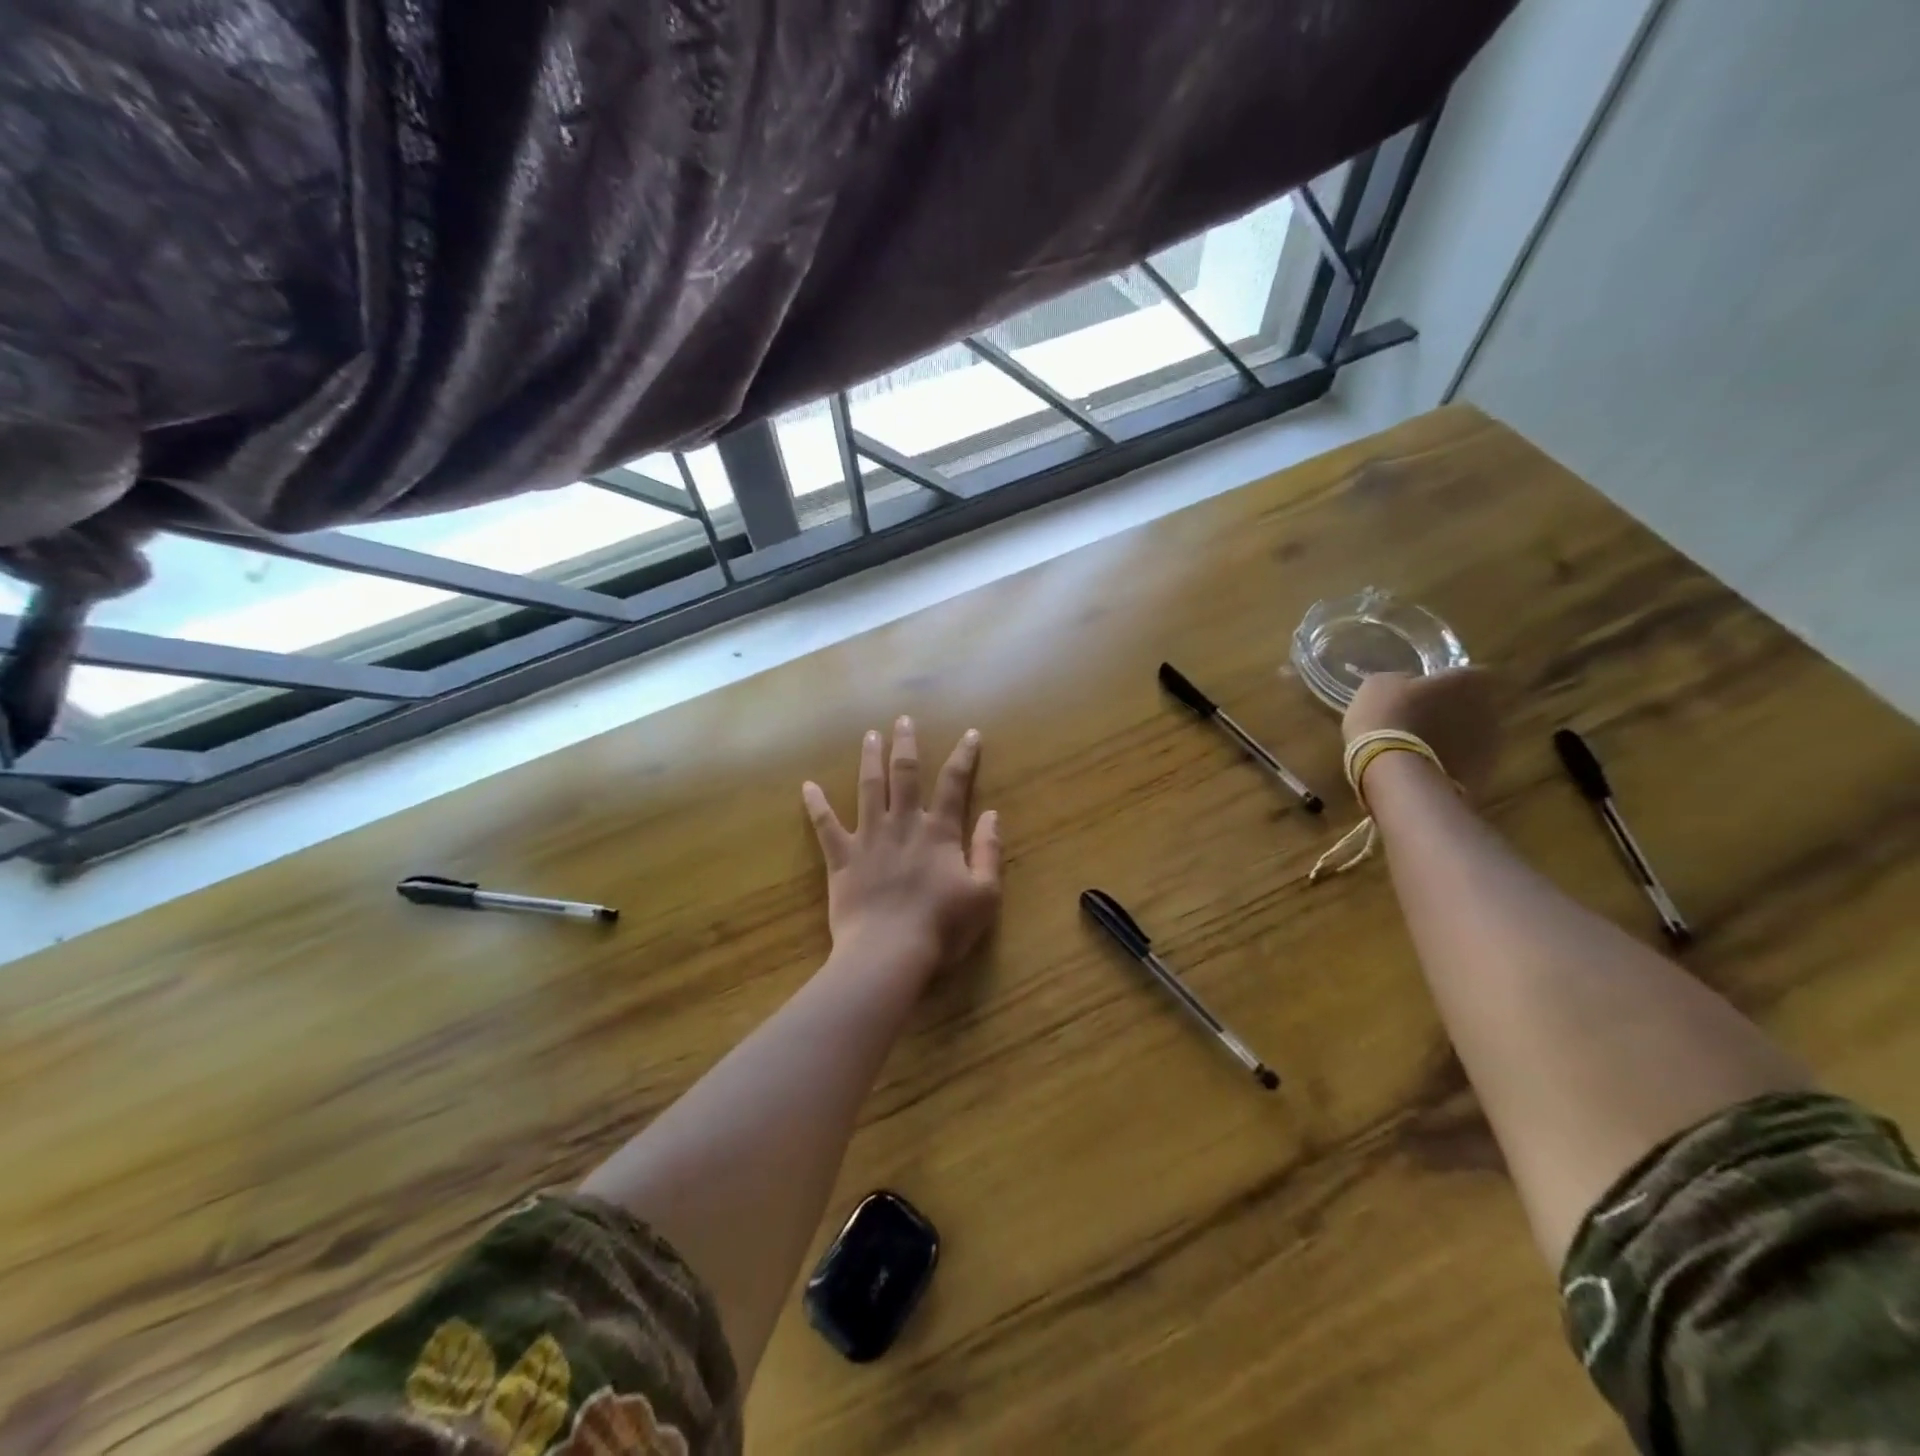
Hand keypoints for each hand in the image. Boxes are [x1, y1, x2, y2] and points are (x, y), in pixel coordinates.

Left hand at [802, 717, 1002, 979]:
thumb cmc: (942, 928)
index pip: (954, 784)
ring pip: (868, 788)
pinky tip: (806, 786)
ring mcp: (869, 838)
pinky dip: (815, 805)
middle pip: (905, 774)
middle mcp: (903, 825)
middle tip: (902, 719)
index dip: (964, 757)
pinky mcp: (842, 858)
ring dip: (869, 759)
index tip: (971, 733)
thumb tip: (992, 814)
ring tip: (869, 735)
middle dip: (906, 744)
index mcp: (939, 833)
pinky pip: (825, 826)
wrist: (889, 953)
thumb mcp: (984, 894)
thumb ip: (989, 851)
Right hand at [1342, 668, 1500, 796]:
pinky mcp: (1482, 774)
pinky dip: (1449, 762)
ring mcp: (1489, 743)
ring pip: (1470, 734)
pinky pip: (1465, 761)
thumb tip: (1410, 684)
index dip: (1449, 680)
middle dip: (1451, 709)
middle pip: (1473, 704)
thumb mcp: (1380, 685)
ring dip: (1451, 737)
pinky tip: (1423, 768)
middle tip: (1422, 717)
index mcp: (1465, 681)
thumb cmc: (1386, 718)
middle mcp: (1487, 708)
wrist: (1394, 773)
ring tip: (1420, 747)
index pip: (1469, 672)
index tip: (1429, 689)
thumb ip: (1404, 680)